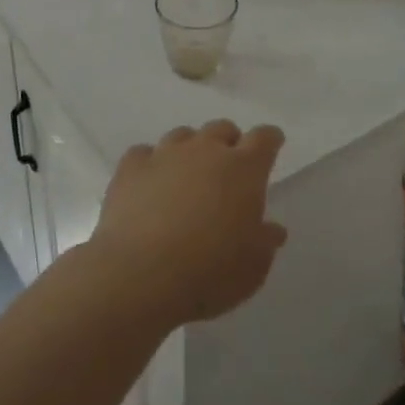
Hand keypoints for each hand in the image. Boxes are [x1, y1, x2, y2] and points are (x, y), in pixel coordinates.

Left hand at [90, 121, 288, 326]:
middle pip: (221, 129)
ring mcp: (165, 154)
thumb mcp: (253, 268)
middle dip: (229, 142)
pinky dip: (150, 164)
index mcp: (243, 169)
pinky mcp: (131, 167)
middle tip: (228, 167)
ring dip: (190, 149)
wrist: (140, 275)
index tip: (272, 143)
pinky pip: (144, 153)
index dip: (270, 139)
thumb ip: (265, 242)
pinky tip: (149, 183)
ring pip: (183, 135)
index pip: (264, 139)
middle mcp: (205, 151)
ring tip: (187, 175)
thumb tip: (273, 229)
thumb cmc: (210, 272)